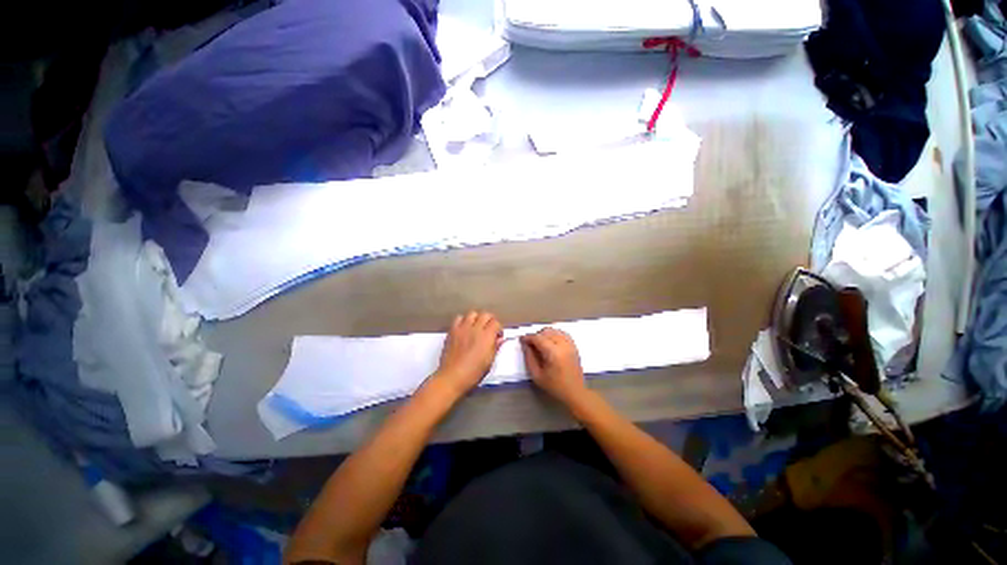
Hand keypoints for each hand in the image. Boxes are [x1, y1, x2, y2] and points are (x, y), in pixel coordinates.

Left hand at [434, 311, 502, 395]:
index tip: (498, 335)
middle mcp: (475, 329)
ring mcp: (463, 328)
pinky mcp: (452, 330)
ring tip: (477, 326)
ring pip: (472, 313)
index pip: (496, 322)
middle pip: (485, 314)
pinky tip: (464, 328)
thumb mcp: (489, 362)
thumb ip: (495, 347)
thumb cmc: (473, 372)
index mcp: (487, 337)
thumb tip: (499, 339)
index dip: (499, 328)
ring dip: (477, 318)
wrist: (452, 377)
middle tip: (489, 328)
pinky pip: (459, 318)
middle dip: (490, 320)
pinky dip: (463, 320)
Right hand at [520, 328, 586, 405]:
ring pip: (555, 330)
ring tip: (540, 342)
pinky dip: (555, 334)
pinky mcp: (574, 346)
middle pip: (546, 332)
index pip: (538, 338)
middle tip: (530, 344)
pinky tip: (551, 341)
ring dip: (545, 333)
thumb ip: (529, 358)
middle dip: (536, 335)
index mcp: (553, 353)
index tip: (521, 340)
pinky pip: (563, 333)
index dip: (528, 337)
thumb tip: (525, 345)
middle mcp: (563, 345)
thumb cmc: (555, 386)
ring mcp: (570, 344)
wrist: (575, 392)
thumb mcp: (537, 375)